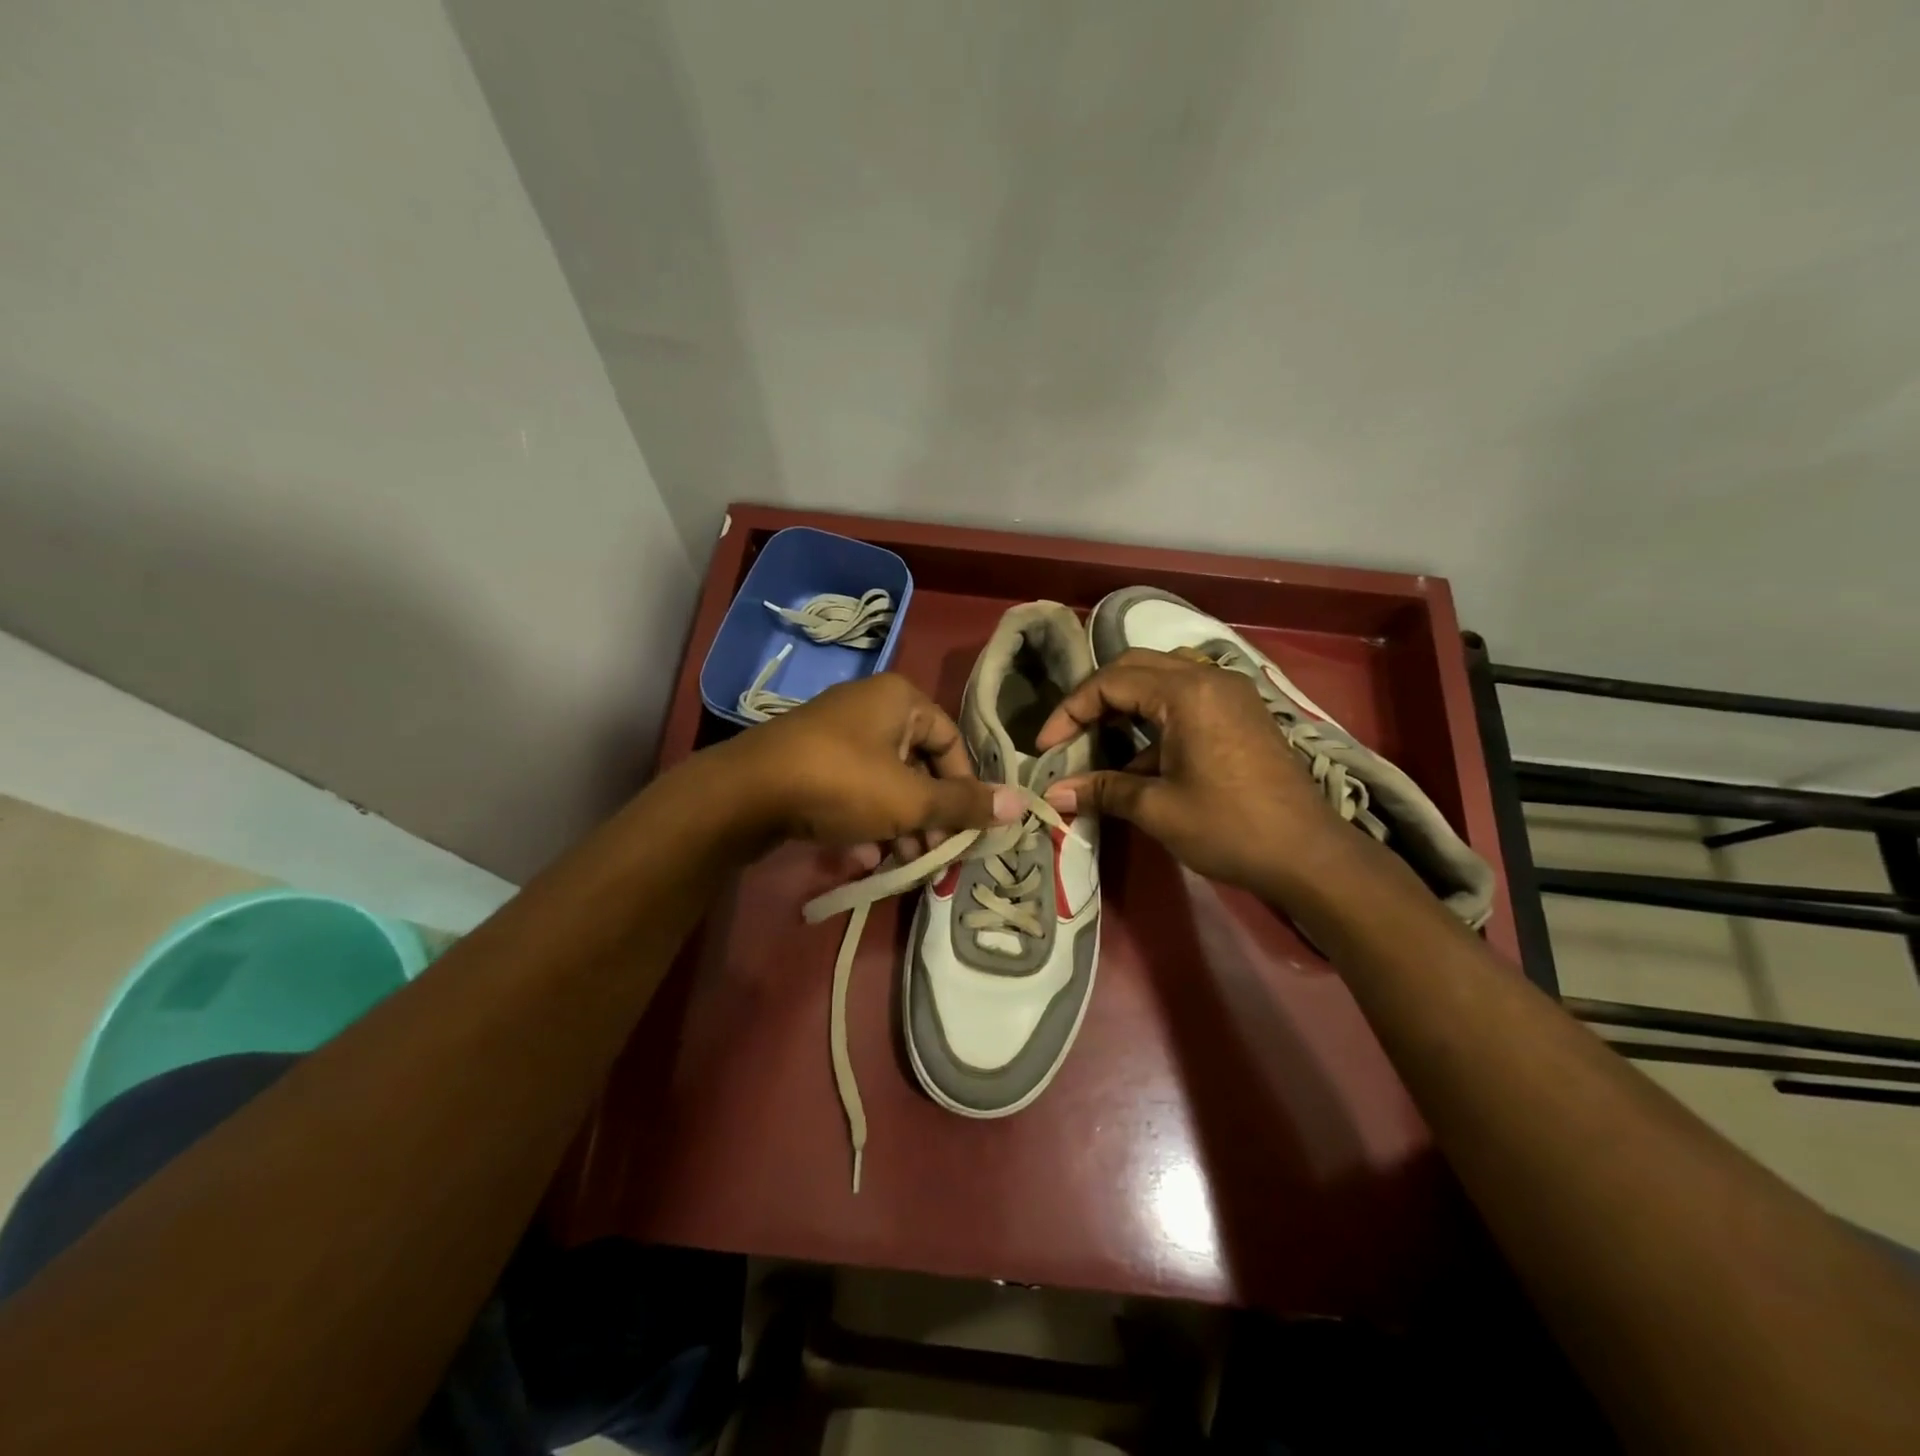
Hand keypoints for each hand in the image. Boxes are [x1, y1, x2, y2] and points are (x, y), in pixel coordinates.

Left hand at [718, 673, 1023, 865]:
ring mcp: (835, 733)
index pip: (952, 742)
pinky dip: (865, 819)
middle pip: (920, 764)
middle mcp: (870, 707)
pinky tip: (862, 855)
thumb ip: (964, 804)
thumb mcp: (910, 799)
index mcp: (900, 700)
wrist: (743, 794)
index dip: (965, 787)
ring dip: (900, 824)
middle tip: (934, 855)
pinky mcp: (809, 760)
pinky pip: (854, 788)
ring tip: (902, 862)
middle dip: (930, 814)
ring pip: (886, 781)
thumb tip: (1022, 804)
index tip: (966, 829)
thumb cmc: (841, 784)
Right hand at [1034, 648, 1352, 895]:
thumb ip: (1102, 790)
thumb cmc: (1229, 827)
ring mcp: (1230, 692)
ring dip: (1126, 701)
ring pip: (1162, 677)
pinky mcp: (1241, 713)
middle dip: (1095, 698)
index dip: (1070, 711)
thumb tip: (1052, 794)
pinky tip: (1142, 756)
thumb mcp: (1157, 809)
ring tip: (1100, 738)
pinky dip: (1155, 715)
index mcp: (1187, 692)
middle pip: (1135, 667)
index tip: (1046, 747)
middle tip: (1069, 734)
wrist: (1308, 855)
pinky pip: (1186, 696)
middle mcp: (1209, 678)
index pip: (1111, 682)